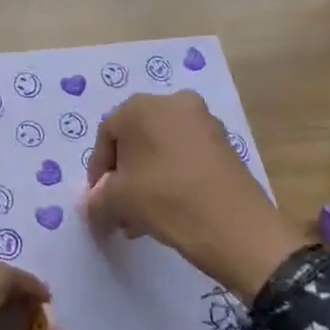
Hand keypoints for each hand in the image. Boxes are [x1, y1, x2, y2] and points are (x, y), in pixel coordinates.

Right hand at [84, 90, 300, 303]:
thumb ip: (97, 199)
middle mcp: (174, 103)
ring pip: (161, 150)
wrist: (235, 226)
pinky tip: (167, 210)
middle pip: (135, 141)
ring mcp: (204, 122)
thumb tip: (94, 203)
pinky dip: (171, 178)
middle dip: (123, 176)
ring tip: (141, 218)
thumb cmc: (165, 200)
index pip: (106, 135)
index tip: (98, 200)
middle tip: (119, 209)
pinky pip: (186, 157)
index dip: (98, 170)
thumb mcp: (117, 201)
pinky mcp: (225, 144)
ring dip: (146, 180)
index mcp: (141, 107)